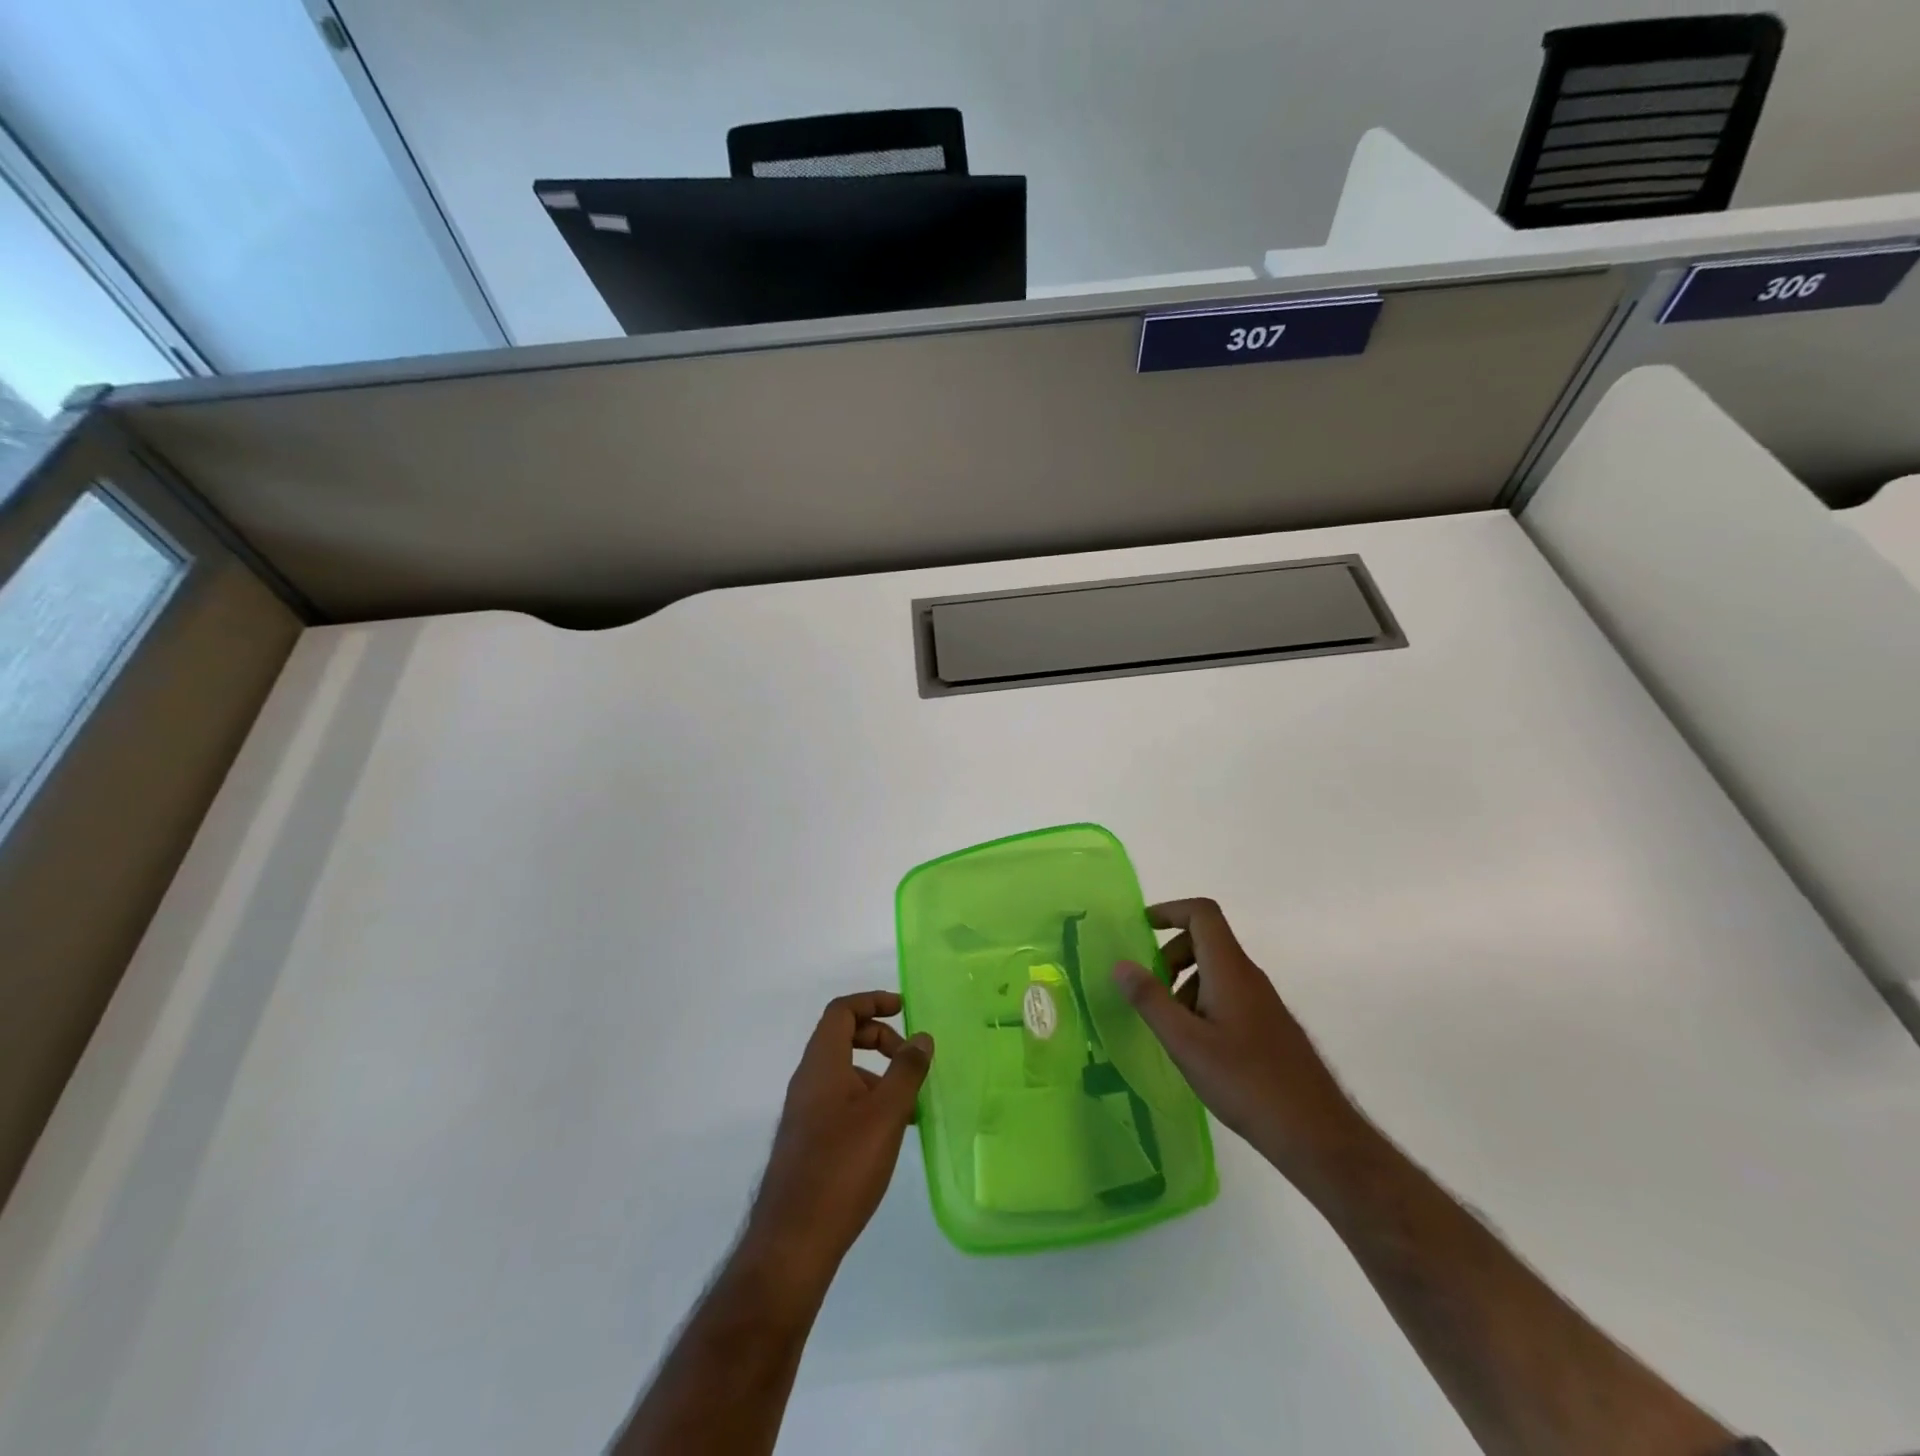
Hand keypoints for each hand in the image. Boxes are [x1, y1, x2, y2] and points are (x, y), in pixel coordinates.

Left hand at [745, 992, 932, 1285]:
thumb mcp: (886, 1114)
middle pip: (842, 1037)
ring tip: (910, 1106)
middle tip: (911, 1060)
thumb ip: (906, 1071)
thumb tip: (921, 1037)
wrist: (792, 1242)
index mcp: (821, 1064)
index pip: (841, 1011)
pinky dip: (867, 1101)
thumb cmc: (842, 1168)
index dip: (872, 1001)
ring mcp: (805, 1112)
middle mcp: (808, 1080)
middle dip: (879, 1038)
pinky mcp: (808, 1141)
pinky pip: (840, 1101)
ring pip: (844, 1073)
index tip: (903, 1010)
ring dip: (877, 1075)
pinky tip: (889, 1134)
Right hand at [1113, 899, 1360, 1181]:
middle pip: (1205, 939)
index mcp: (1230, 970)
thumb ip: (1151, 1000)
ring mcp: (1262, 1001)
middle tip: (1151, 992)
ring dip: (1185, 983)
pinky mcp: (1268, 1025)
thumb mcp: (1186, 1043)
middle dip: (1170, 955)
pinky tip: (1197, 1048)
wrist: (1316, 1133)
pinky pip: (1228, 993)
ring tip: (1172, 1028)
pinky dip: (1202, 1003)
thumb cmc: (1246, 1083)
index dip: (1169, 910)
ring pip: (1215, 970)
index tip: (1141, 928)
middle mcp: (1249, 976)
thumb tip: (1121, 964)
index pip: (1202, 914)